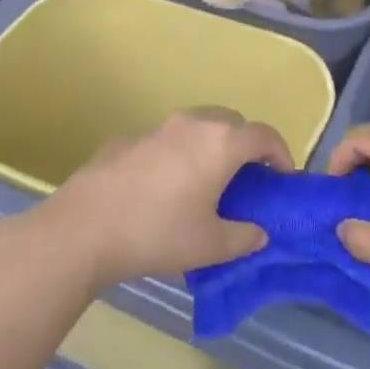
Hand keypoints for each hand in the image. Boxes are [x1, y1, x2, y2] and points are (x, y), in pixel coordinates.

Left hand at [40, 109, 289, 287]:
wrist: (86, 226)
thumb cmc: (159, 232)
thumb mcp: (211, 245)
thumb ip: (244, 236)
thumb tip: (258, 232)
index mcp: (221, 142)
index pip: (264, 135)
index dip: (282, 154)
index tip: (283, 179)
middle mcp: (192, 123)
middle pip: (232, 122)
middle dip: (246, 146)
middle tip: (247, 180)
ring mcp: (157, 127)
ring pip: (197, 126)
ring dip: (211, 146)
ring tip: (207, 182)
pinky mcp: (128, 138)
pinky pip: (167, 140)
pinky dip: (178, 154)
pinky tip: (165, 188)